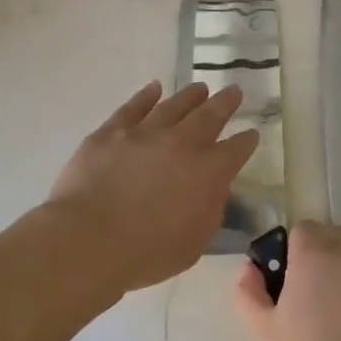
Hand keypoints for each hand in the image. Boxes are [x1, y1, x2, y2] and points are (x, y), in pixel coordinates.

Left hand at [46, 81, 258, 295]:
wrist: (89, 240)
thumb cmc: (146, 253)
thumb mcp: (194, 243)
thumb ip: (210, 212)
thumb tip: (214, 190)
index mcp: (208, 173)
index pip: (235, 150)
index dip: (246, 141)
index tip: (251, 134)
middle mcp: (181, 144)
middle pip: (209, 116)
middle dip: (225, 103)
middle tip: (234, 91)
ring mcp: (144, 133)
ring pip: (173, 106)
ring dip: (190, 96)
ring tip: (200, 88)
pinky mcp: (111, 132)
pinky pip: (133, 107)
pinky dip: (146, 96)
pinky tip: (154, 88)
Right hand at [233, 221, 340, 340]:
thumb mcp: (261, 332)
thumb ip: (248, 292)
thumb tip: (249, 270)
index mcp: (314, 258)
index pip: (304, 230)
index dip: (294, 250)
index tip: (288, 279)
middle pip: (334, 248)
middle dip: (322, 267)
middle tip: (310, 308)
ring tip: (339, 333)